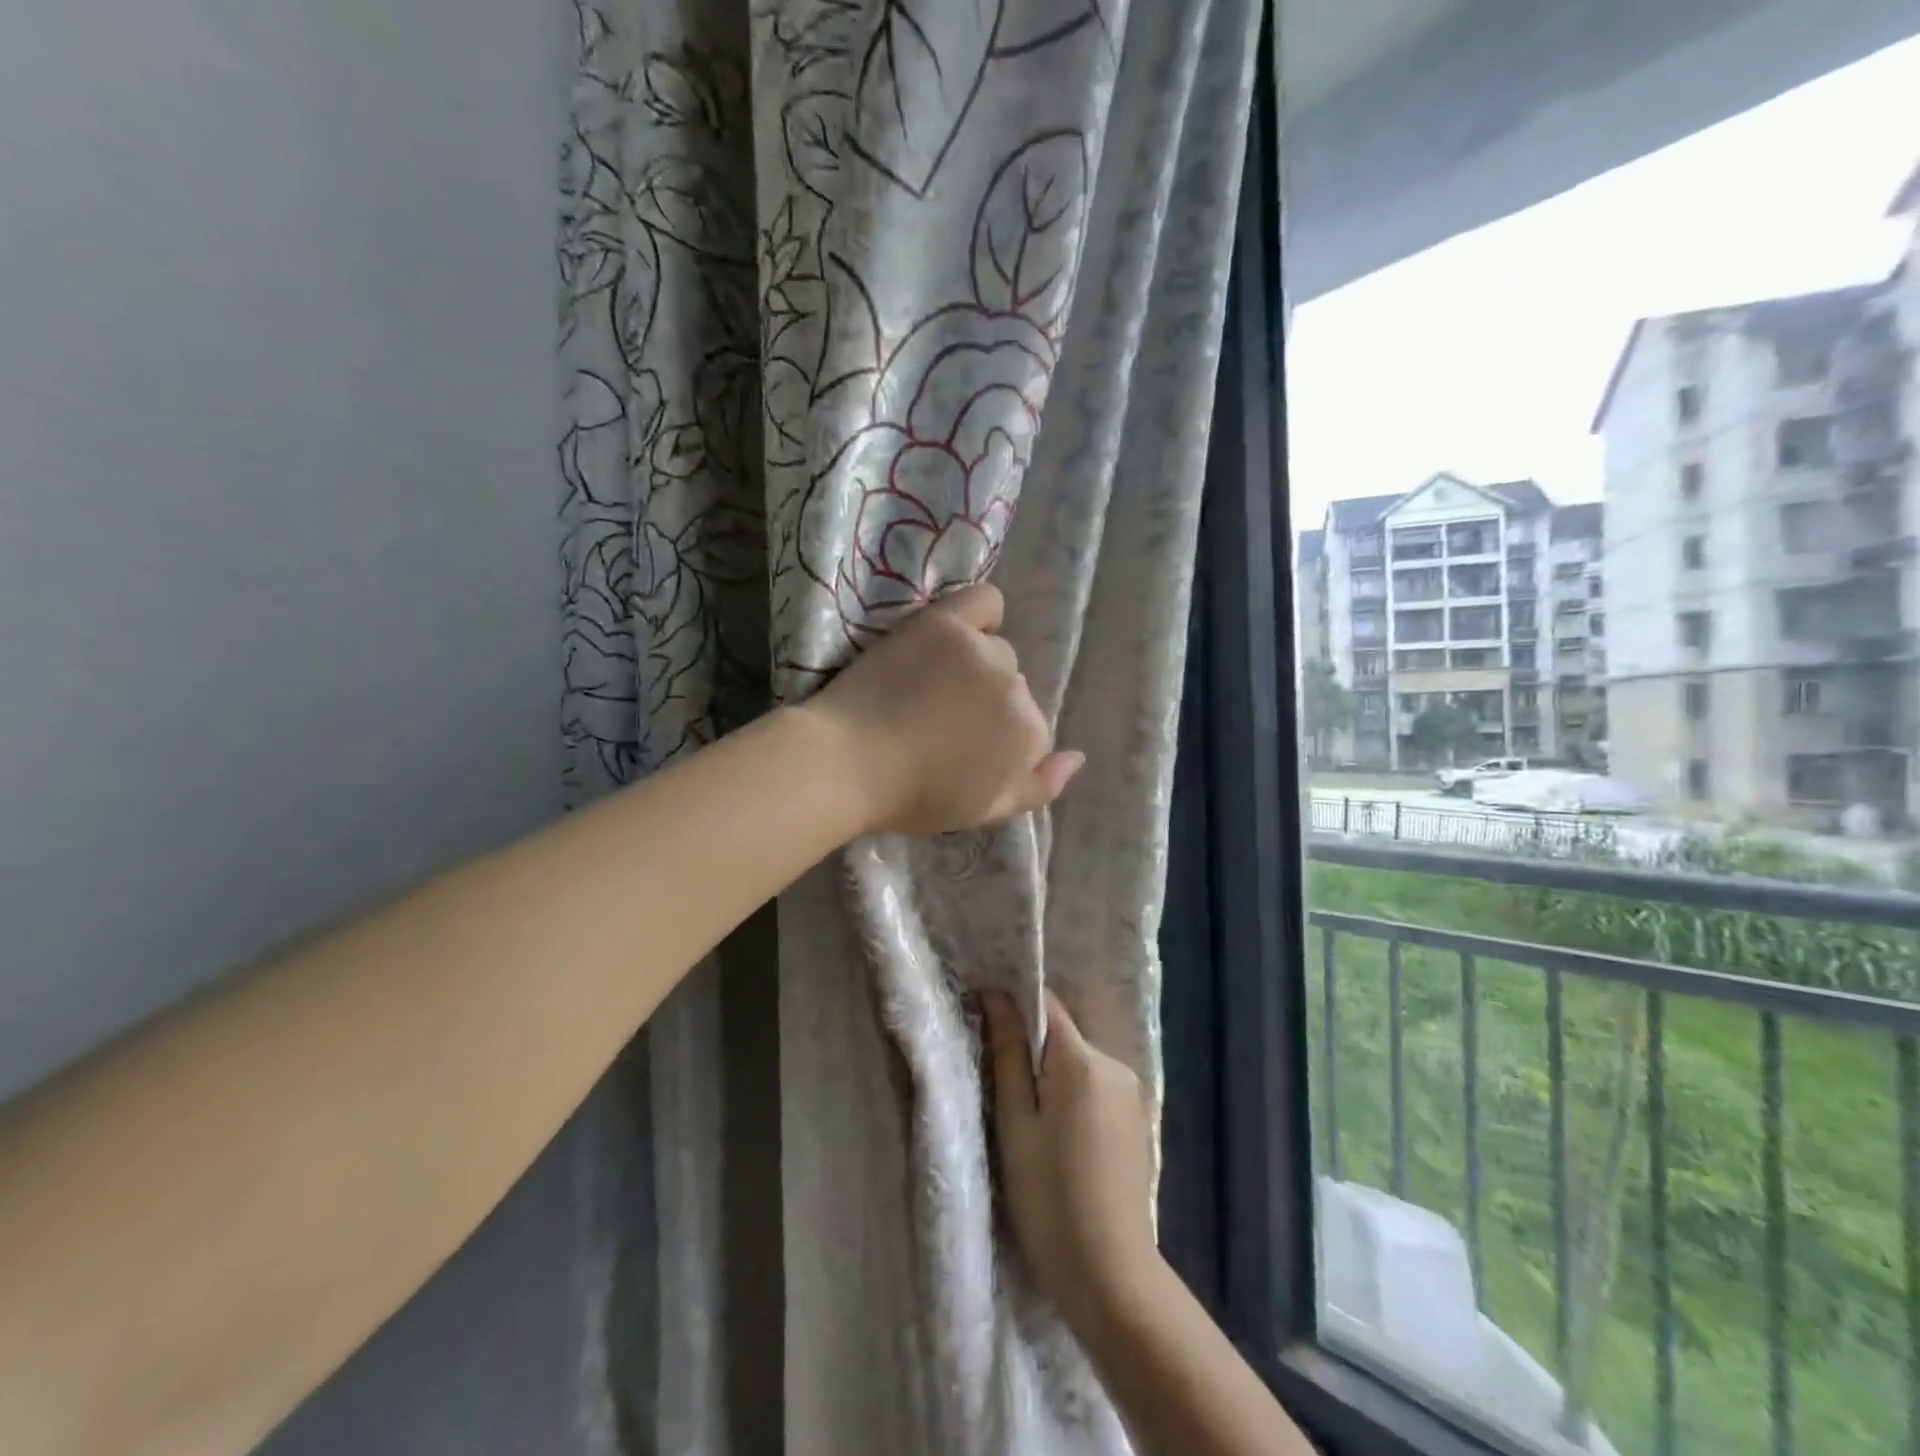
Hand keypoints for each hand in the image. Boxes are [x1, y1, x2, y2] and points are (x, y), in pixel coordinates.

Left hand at [802, 584, 1083, 836]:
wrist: (848, 763)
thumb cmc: (914, 797)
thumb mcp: (987, 811)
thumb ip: (1041, 787)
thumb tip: (1077, 758)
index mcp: (1030, 736)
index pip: (1031, 728)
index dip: (997, 741)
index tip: (961, 750)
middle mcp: (1016, 689)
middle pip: (1015, 688)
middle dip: (988, 704)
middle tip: (942, 719)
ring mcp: (981, 651)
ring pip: (997, 650)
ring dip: (977, 666)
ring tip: (933, 685)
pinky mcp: (943, 623)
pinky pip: (985, 600)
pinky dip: (980, 614)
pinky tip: (957, 633)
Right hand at [982, 991, 1159, 1336]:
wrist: (1111, 1277)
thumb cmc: (1049, 1198)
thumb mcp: (1015, 1123)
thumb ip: (1007, 1053)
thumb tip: (995, 994)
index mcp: (1083, 1060)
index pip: (1045, 1005)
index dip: (1012, 1003)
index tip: (980, 1015)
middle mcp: (1114, 1064)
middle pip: (1061, 1034)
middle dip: (1029, 1046)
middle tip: (995, 1082)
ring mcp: (1130, 1093)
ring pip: (1077, 1061)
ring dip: (1049, 1073)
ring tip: (1023, 1114)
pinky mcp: (1136, 1119)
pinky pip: (1094, 1086)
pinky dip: (1070, 1094)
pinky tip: (1057, 1135)